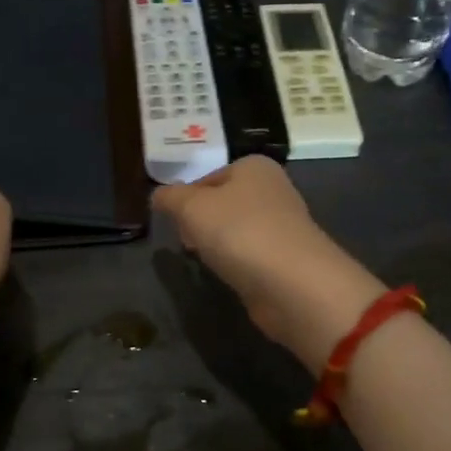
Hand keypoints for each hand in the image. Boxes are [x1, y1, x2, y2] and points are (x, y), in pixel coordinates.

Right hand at [152, 156, 384, 368]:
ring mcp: (283, 226)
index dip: (185, 199)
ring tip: (208, 261)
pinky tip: (230, 276)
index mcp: (254, 166)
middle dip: (201, 223)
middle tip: (187, 242)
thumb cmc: (239, 231)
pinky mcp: (287, 259)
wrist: (292, 283)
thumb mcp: (191, 207)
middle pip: (222, 203)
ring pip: (236, 230)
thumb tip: (158, 195)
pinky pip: (251, 256)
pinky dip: (238, 264)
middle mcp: (273, 190)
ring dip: (219, 245)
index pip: (207, 177)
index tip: (174, 222)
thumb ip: (169, 197)